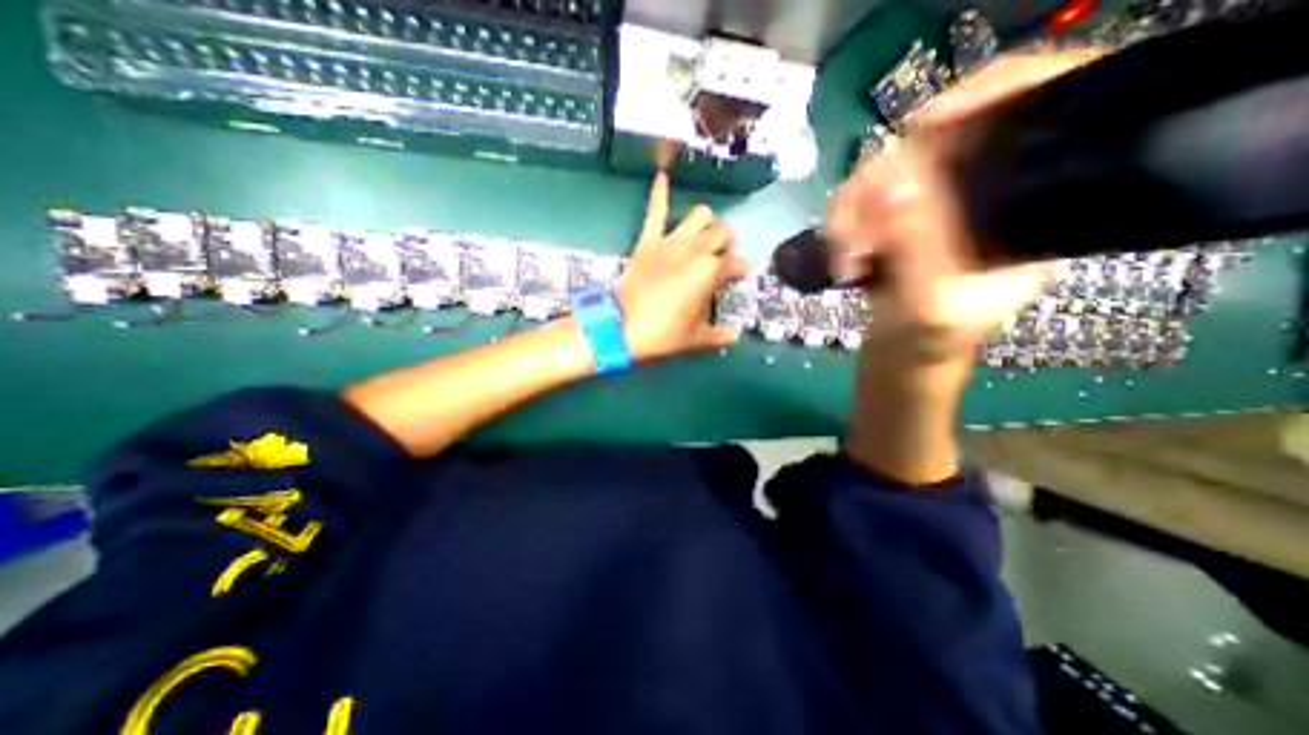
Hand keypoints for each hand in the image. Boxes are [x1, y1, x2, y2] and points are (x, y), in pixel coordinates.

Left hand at [621, 177, 753, 365]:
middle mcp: (696, 249)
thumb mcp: (695, 338)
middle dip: (727, 243)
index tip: (741, 276)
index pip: (735, 263)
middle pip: (722, 233)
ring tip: (705, 233)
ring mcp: (671, 242)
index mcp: (711, 271)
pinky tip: (662, 174)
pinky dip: (658, 193)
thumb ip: (718, 334)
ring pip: (698, 215)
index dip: (741, 270)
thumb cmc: (663, 332)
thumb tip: (734, 336)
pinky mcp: (648, 241)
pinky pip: (654, 212)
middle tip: (723, 256)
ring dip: (706, 222)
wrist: (622, 326)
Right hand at [834, 50, 1097, 365]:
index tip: (929, 122)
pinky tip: (840, 255)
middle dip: (883, 182)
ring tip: (843, 258)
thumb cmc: (926, 343)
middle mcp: (978, 197)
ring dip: (851, 212)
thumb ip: (915, 246)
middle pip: (937, 142)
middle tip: (856, 235)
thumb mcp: (926, 304)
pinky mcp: (892, 220)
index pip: (1029, 116)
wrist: (900, 359)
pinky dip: (841, 225)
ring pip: (885, 171)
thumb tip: (893, 182)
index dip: (987, 96)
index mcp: (1024, 210)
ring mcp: (929, 207)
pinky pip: (860, 199)